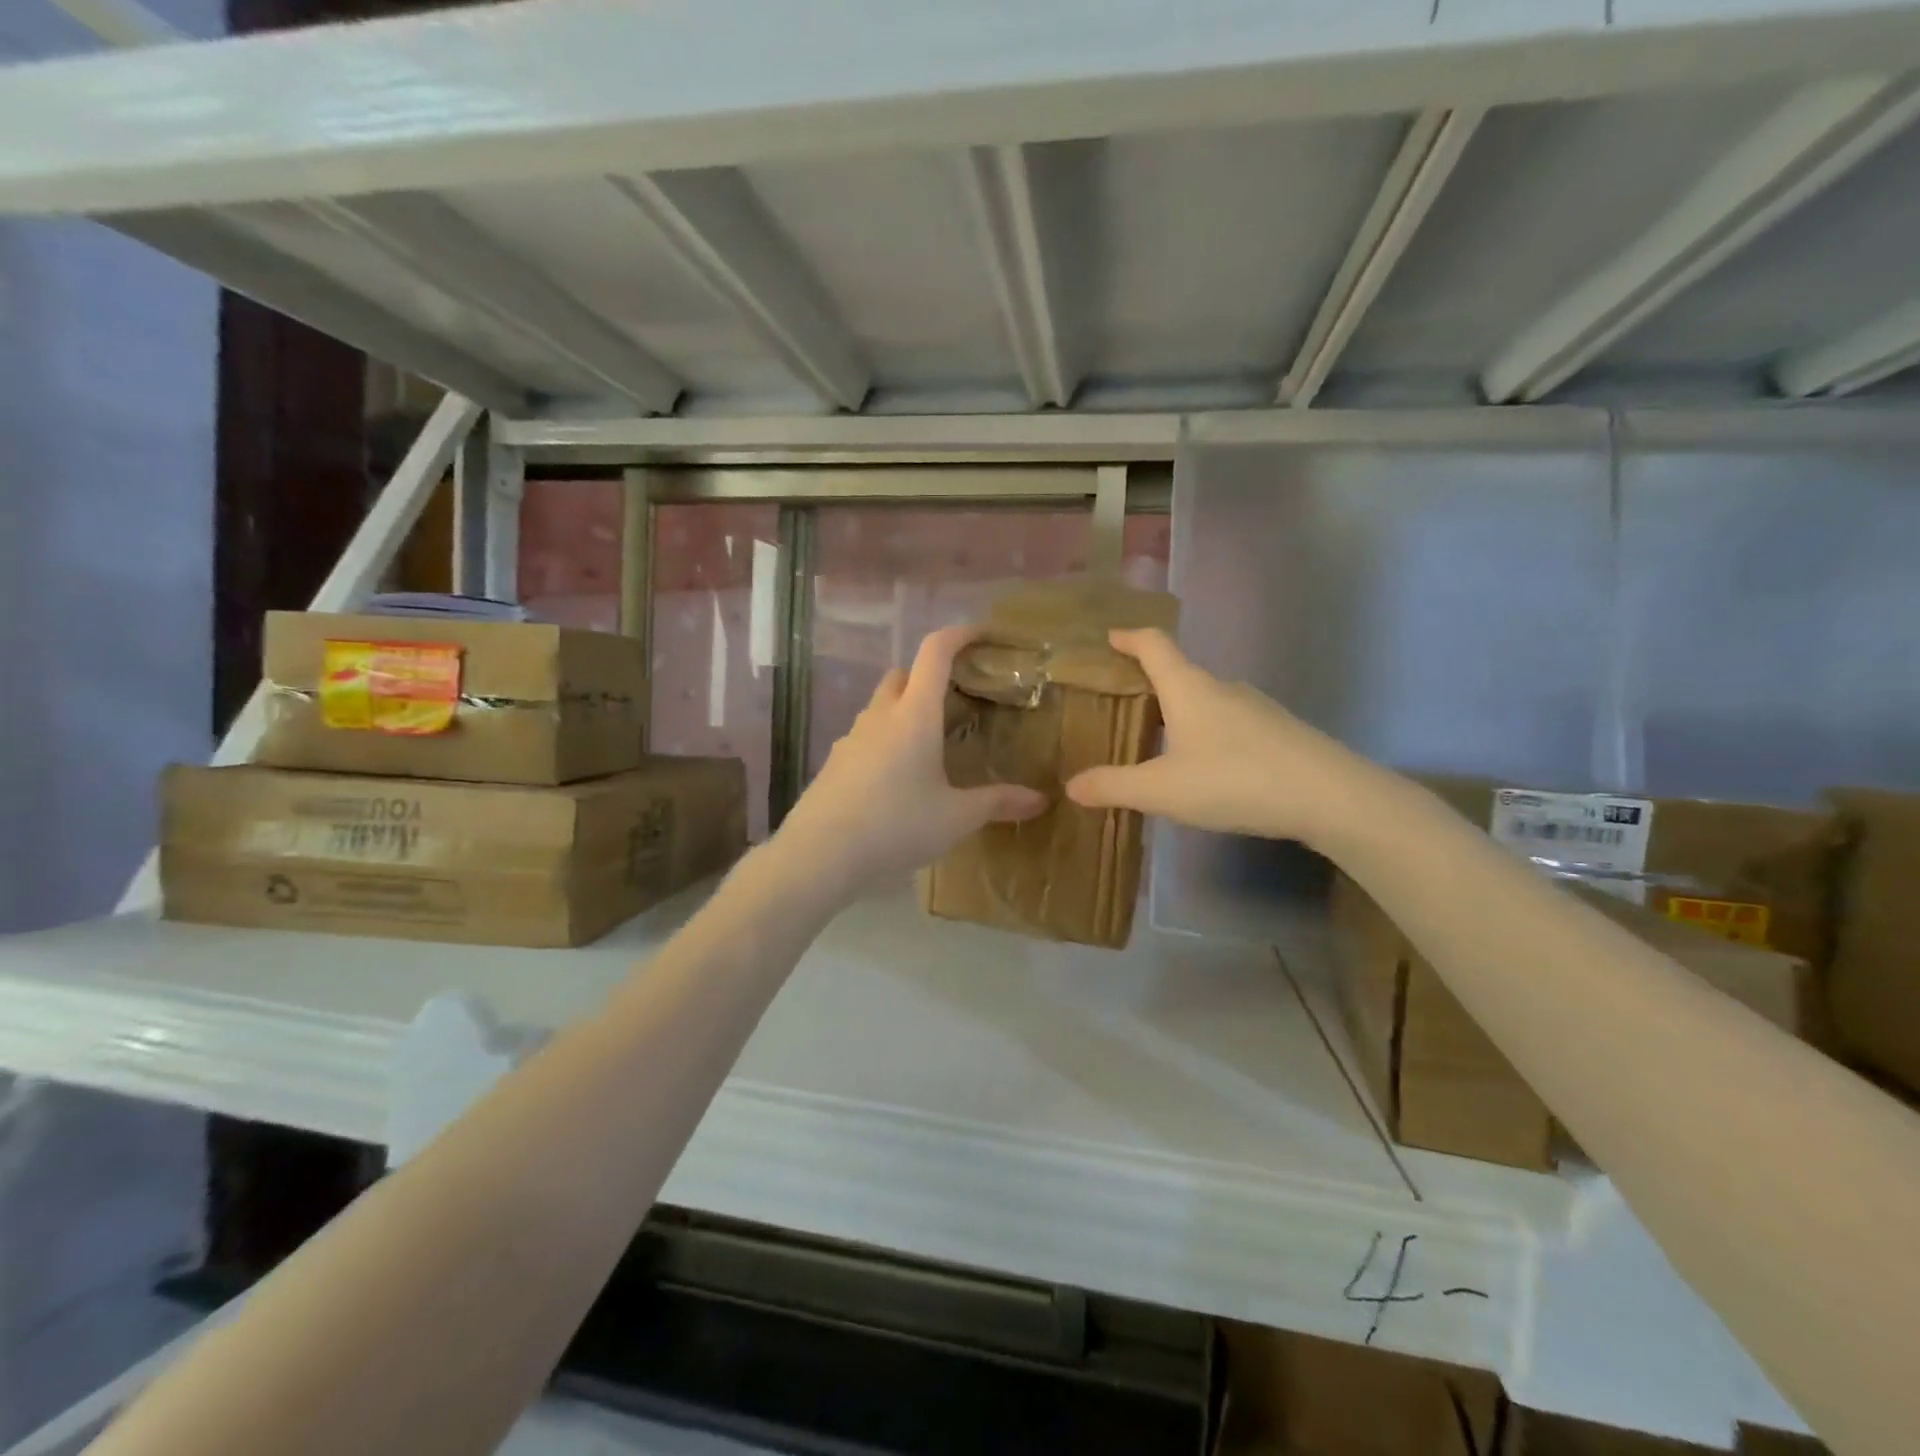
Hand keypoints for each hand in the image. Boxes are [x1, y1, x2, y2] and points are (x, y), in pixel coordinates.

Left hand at [776, 625, 1046, 897]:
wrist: (820, 854)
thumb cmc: (896, 825)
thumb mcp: (956, 817)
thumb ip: (998, 803)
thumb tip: (1041, 799)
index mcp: (914, 714)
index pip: (935, 651)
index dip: (961, 634)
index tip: (984, 635)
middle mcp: (880, 715)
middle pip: (903, 674)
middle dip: (930, 677)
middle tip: (958, 702)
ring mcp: (851, 737)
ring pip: (881, 706)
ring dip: (906, 710)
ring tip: (931, 744)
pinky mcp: (834, 762)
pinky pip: (866, 736)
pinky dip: (886, 740)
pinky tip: (898, 778)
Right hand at [1065, 629, 1371, 845]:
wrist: (1329, 796)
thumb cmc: (1234, 780)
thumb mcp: (1162, 790)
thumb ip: (1114, 786)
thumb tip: (1071, 785)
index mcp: (1188, 688)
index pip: (1153, 645)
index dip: (1128, 637)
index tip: (1109, 636)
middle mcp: (1221, 688)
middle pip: (1179, 672)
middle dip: (1149, 682)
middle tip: (1122, 702)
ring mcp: (1255, 708)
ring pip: (1206, 701)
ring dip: (1179, 712)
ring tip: (1158, 740)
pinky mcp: (1277, 731)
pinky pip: (1229, 723)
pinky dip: (1206, 733)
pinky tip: (1204, 767)